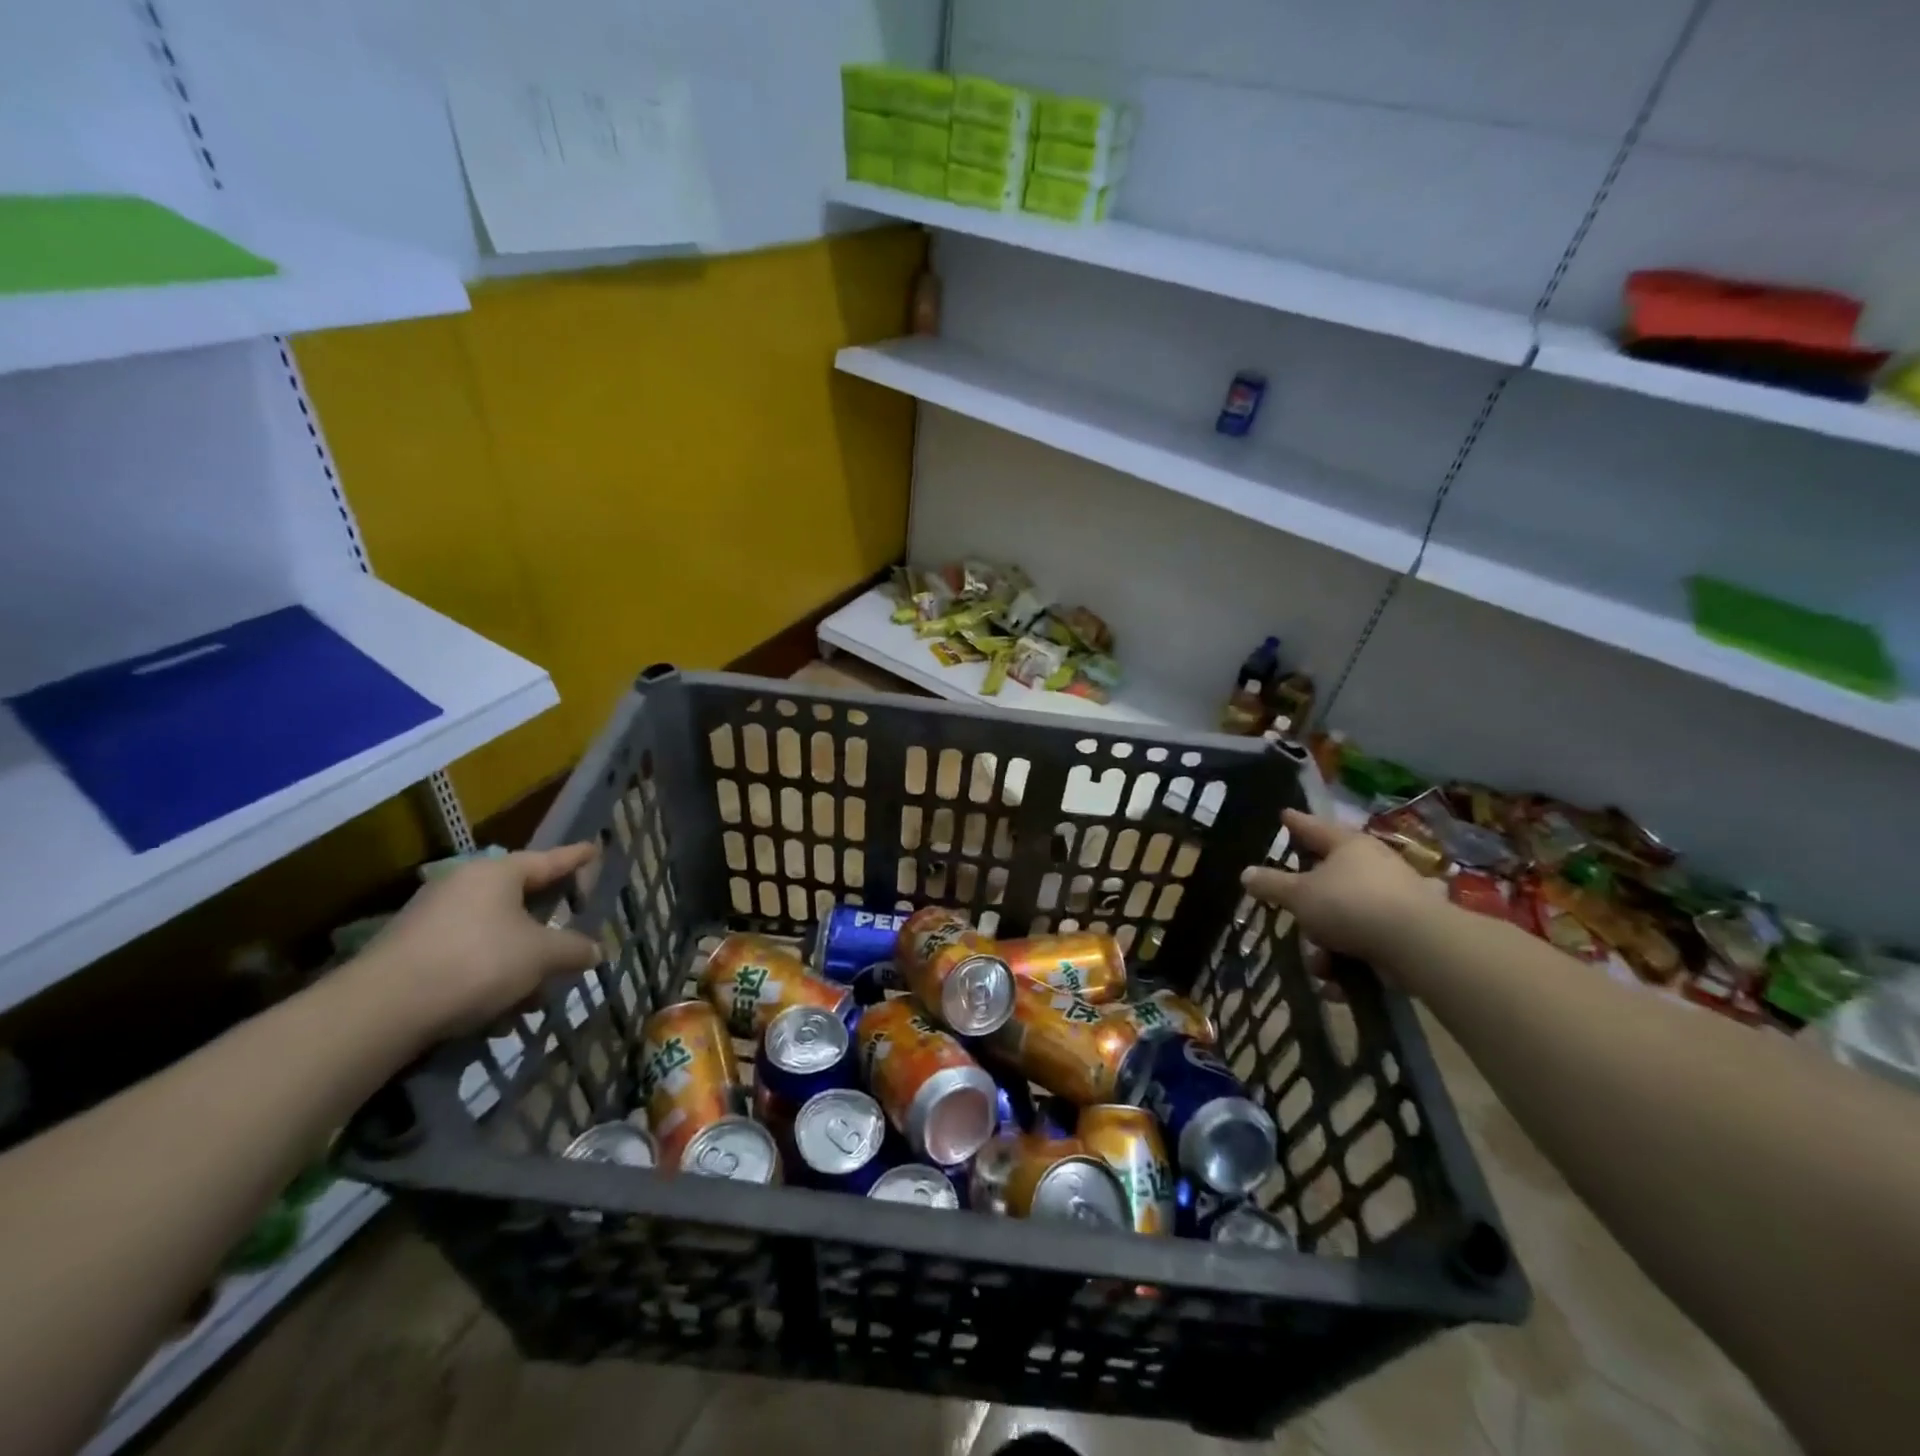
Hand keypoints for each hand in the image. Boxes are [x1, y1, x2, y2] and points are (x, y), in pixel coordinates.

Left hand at [350, 844, 602, 1043]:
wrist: (381, 1009)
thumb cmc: (476, 962)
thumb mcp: (540, 957)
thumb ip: (573, 950)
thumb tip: (596, 950)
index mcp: (497, 873)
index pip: (548, 860)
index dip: (575, 858)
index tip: (593, 849)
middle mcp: (463, 885)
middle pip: (519, 899)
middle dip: (547, 924)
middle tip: (571, 932)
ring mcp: (432, 918)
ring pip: (494, 933)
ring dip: (519, 960)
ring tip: (537, 995)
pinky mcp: (411, 951)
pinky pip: (467, 955)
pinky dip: (489, 976)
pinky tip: (499, 1012)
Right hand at [1242, 810, 1435, 965]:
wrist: (1419, 945)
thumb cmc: (1351, 905)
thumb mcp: (1300, 895)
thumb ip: (1271, 885)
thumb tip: (1246, 873)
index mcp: (1348, 845)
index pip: (1313, 827)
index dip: (1295, 822)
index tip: (1284, 815)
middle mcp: (1373, 864)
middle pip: (1327, 882)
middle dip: (1308, 913)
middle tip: (1297, 926)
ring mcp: (1394, 896)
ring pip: (1344, 918)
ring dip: (1327, 946)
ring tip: (1321, 968)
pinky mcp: (1408, 929)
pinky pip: (1366, 941)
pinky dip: (1351, 961)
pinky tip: (1341, 982)